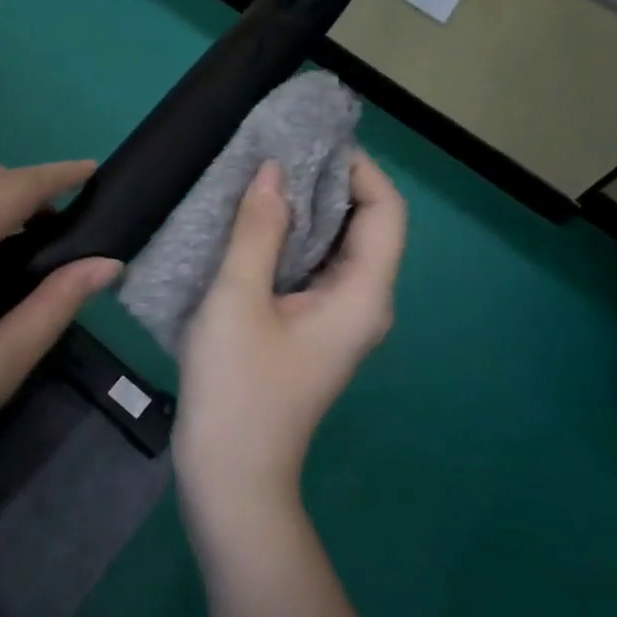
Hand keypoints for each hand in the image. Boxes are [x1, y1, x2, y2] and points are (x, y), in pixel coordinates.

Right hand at [173, 151, 406, 517]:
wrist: (230, 477)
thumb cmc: (237, 388)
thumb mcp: (239, 300)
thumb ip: (259, 230)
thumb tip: (274, 170)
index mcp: (363, 295)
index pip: (386, 211)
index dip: (359, 168)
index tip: (312, 139)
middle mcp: (362, 303)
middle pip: (364, 225)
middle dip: (328, 182)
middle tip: (277, 150)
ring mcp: (336, 320)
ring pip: (335, 247)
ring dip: (305, 210)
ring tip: (261, 177)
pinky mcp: (310, 330)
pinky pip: (311, 269)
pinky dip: (289, 239)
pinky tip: (251, 224)